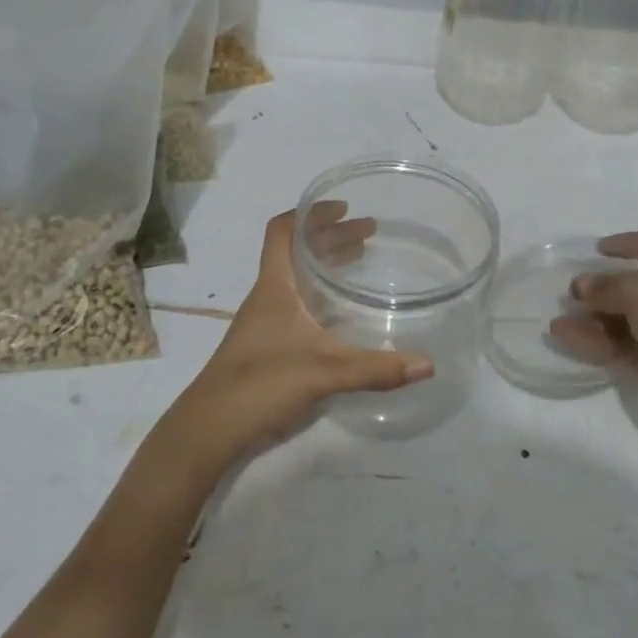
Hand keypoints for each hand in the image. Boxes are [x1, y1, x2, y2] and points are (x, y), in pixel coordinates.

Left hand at [160, 205, 432, 468]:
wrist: (209, 429)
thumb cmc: (261, 384)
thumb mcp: (325, 373)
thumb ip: (376, 369)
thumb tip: (428, 365)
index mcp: (274, 287)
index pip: (282, 231)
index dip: (310, 213)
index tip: (343, 207)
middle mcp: (267, 296)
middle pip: (296, 252)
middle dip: (331, 237)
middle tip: (369, 234)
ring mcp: (263, 322)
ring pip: (296, 278)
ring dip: (325, 264)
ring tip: (359, 260)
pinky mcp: (265, 345)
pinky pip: (296, 303)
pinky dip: (319, 294)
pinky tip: (340, 313)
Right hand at [550, 229, 637, 436]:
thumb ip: (606, 285)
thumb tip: (580, 285)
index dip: (631, 242)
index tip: (599, 249)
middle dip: (603, 289)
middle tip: (575, 291)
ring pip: (627, 318)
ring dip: (593, 318)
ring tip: (559, 321)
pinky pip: (624, 344)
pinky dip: (597, 340)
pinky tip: (566, 337)